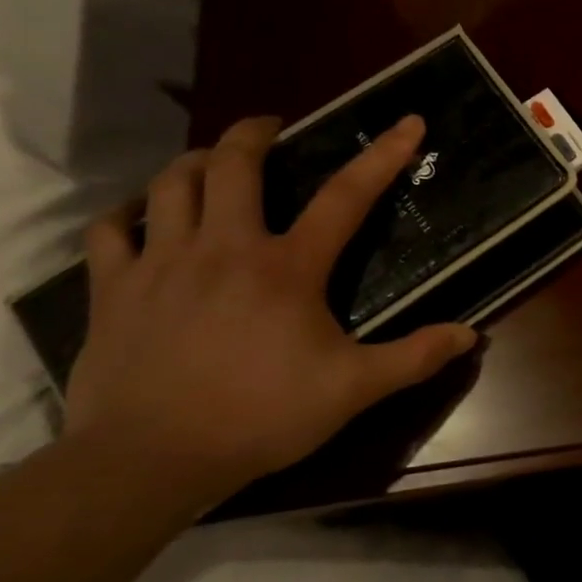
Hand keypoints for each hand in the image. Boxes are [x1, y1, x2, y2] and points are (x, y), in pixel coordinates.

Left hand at [64, 115, 476, 502]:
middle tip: (273, 127)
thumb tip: (471, 334)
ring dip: (197, 161)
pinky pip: (110, 230)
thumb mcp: (353, 390)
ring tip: (215, 161)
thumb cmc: (261, 417)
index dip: (382, 155)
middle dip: (256, 133)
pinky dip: (128, 212)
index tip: (407, 121)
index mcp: (287, 267)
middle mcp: (225, 248)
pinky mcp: (113, 289)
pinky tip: (141, 214)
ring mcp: (162, 264)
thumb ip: (414, 357)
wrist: (149, 460)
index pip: (345, 196)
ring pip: (172, 184)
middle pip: (234, 165)